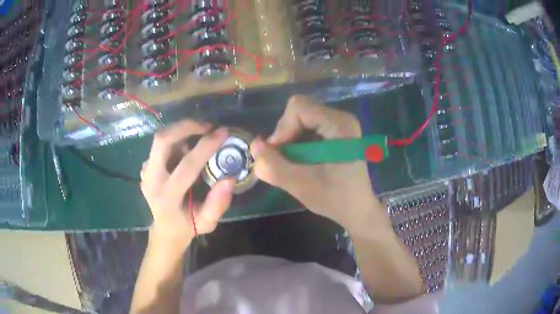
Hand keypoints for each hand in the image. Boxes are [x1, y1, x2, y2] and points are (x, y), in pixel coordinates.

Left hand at [140, 121, 234, 248]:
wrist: (165, 229)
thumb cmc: (187, 226)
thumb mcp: (207, 222)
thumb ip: (218, 204)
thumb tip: (229, 178)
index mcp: (167, 198)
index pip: (186, 166)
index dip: (206, 147)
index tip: (223, 133)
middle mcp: (151, 181)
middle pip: (162, 141)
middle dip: (186, 127)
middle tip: (207, 126)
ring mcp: (145, 172)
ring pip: (160, 138)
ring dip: (181, 130)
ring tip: (200, 133)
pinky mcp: (145, 166)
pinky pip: (160, 145)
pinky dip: (176, 138)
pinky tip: (188, 146)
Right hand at [251, 96, 389, 229]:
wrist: (358, 210)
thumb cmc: (336, 199)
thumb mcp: (301, 185)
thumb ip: (274, 166)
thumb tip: (254, 145)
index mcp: (339, 125)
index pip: (298, 107)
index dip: (282, 129)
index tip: (278, 154)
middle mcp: (342, 118)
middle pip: (299, 111)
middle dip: (285, 135)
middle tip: (283, 161)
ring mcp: (340, 125)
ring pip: (301, 119)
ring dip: (290, 141)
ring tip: (292, 164)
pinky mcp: (337, 133)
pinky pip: (308, 128)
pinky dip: (298, 143)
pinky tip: (301, 162)